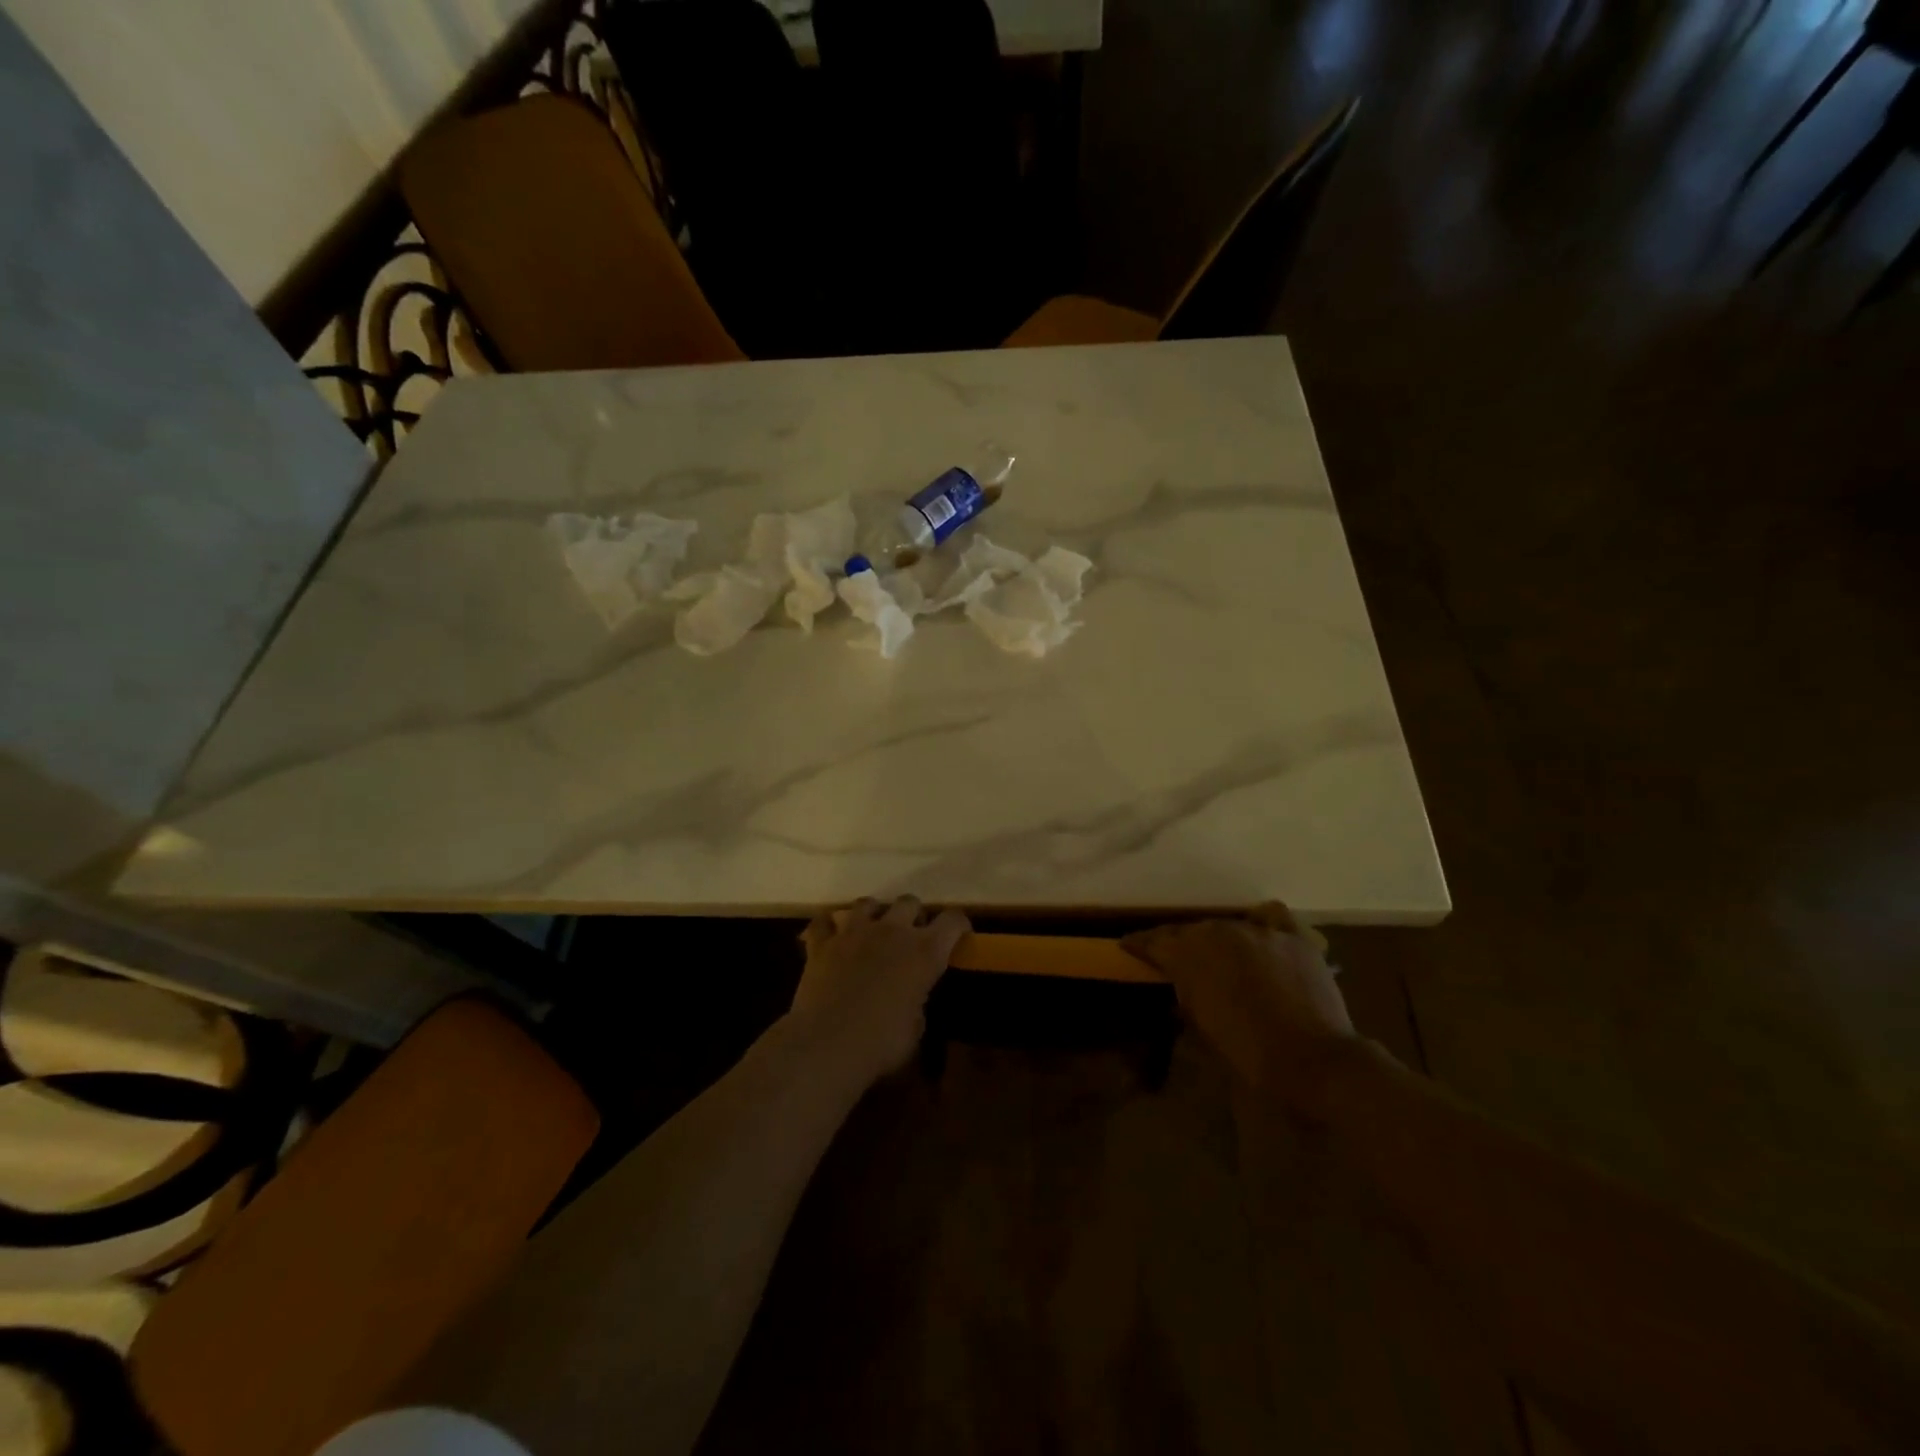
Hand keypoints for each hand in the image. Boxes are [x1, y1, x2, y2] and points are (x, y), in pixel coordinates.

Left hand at [795, 896, 969, 1083]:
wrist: (827, 1044)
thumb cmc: (881, 1044)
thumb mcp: (916, 1029)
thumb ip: (917, 1002)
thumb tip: (910, 998)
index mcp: (925, 951)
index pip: (953, 921)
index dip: (958, 925)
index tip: (959, 934)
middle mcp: (892, 931)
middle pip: (909, 901)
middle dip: (914, 915)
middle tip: (911, 935)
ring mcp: (854, 932)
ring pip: (867, 903)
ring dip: (874, 914)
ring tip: (872, 930)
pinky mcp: (822, 943)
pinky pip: (824, 921)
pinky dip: (829, 926)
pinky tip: (831, 936)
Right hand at [1122, 904, 1355, 1108]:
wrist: (1313, 1061)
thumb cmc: (1248, 1054)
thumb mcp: (1201, 1028)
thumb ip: (1186, 996)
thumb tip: (1181, 985)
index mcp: (1190, 955)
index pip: (1155, 941)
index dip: (1139, 944)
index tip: (1127, 945)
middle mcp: (1220, 932)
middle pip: (1191, 930)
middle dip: (1179, 942)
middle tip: (1174, 956)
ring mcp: (1259, 932)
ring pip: (1227, 925)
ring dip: (1218, 938)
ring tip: (1218, 953)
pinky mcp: (1293, 938)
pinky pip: (1272, 917)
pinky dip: (1261, 923)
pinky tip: (1259, 933)